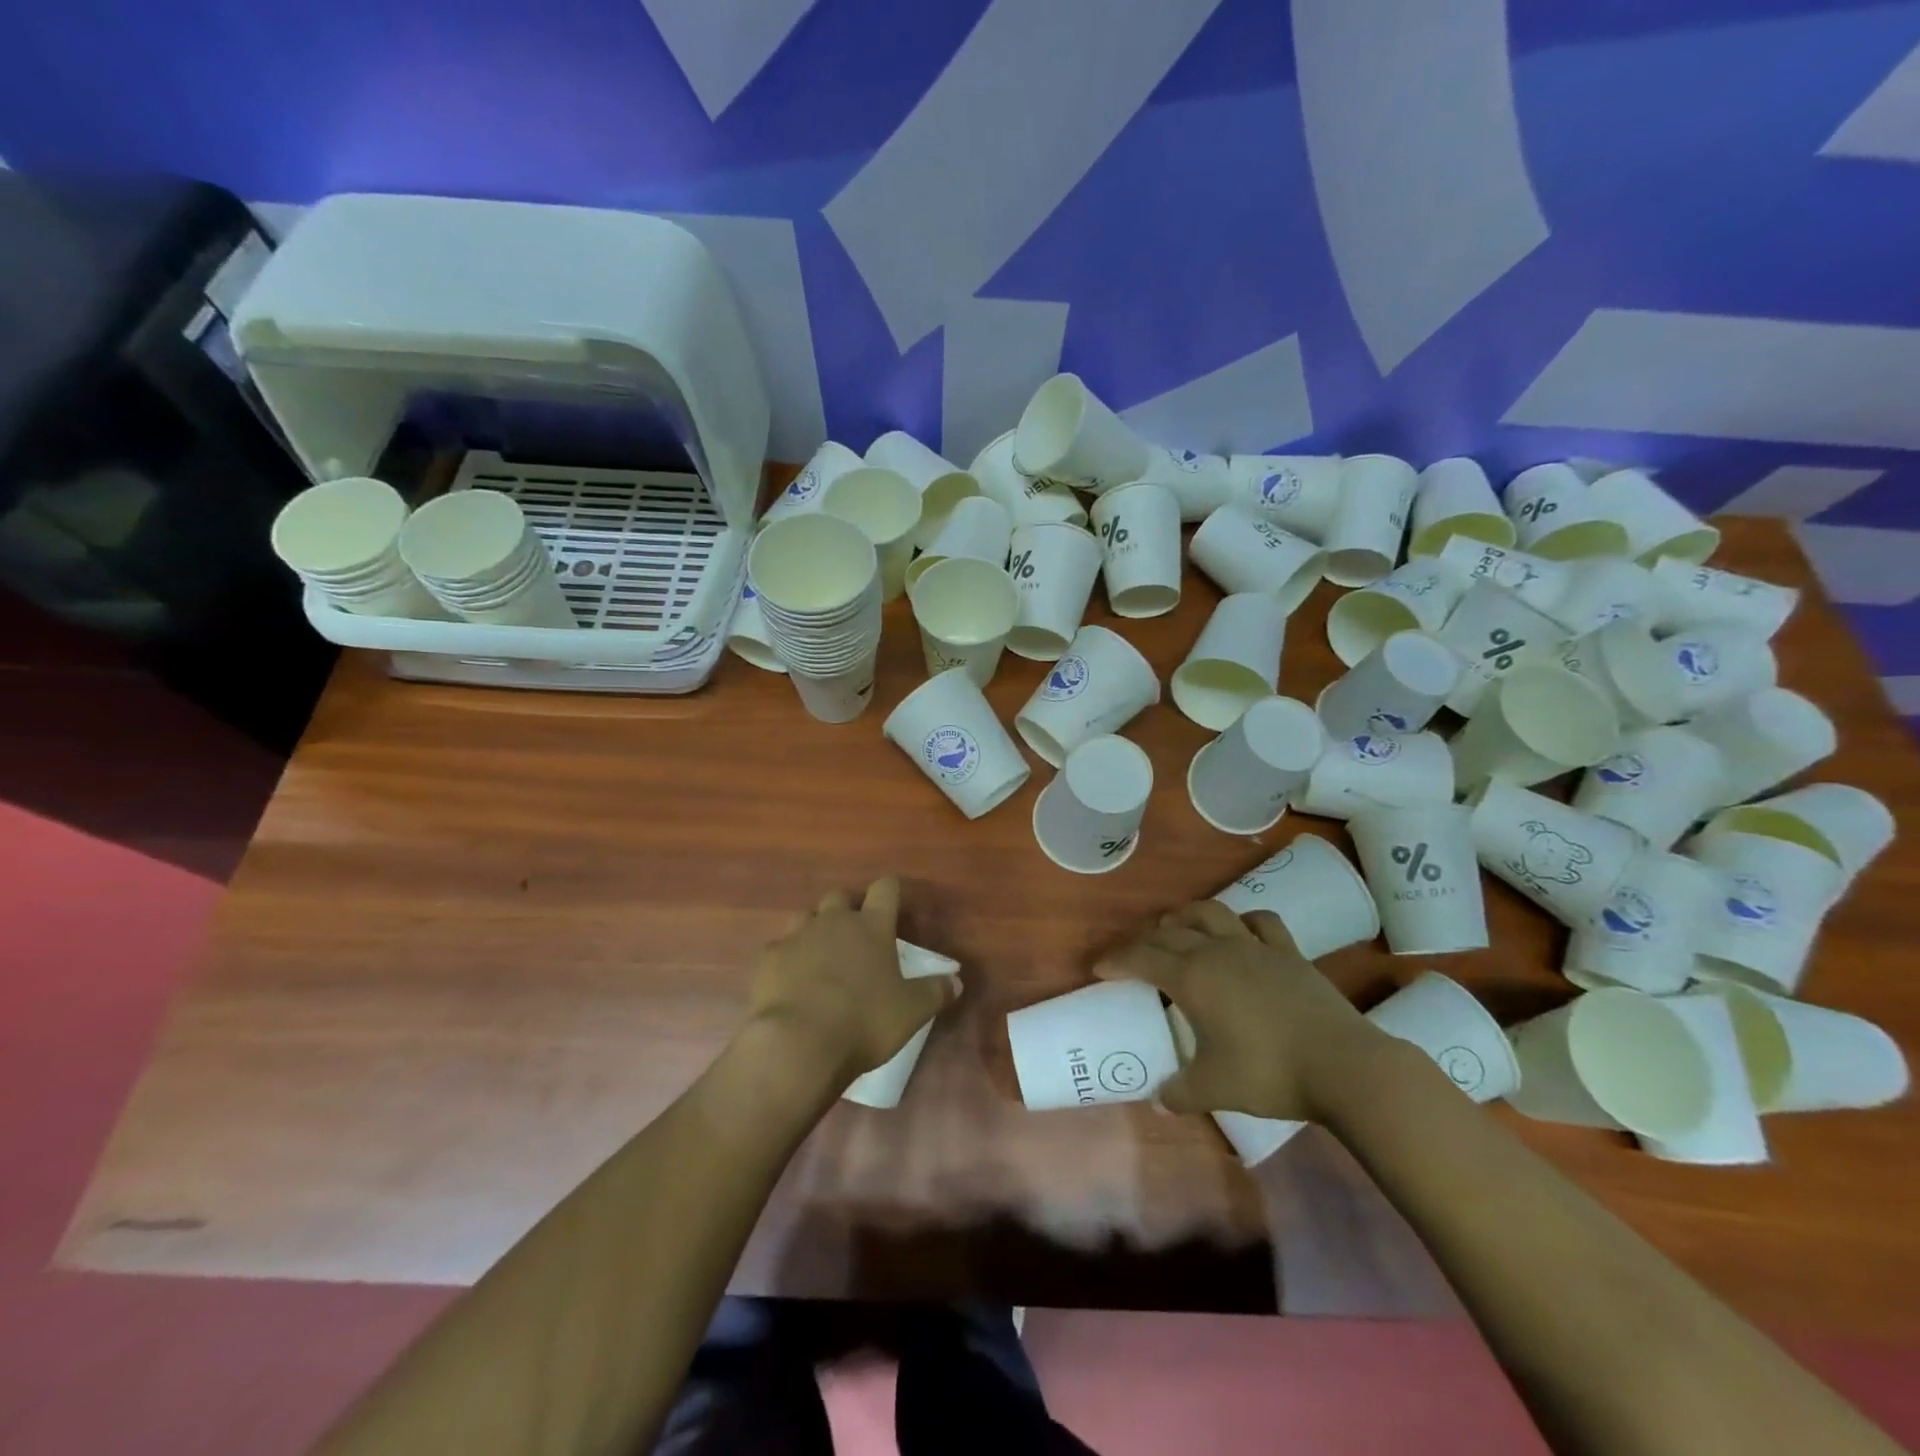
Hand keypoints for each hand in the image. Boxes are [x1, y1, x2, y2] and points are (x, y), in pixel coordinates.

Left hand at [745, 878, 959, 1089]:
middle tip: (856, 936)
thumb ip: (935, 992)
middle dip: (848, 909)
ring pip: (806, 916)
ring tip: (822, 955)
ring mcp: (797, 936)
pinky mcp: (768, 959)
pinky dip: (788, 958)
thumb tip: (957, 981)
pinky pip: (779, 948)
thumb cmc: (865, 1021)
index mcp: (872, 926)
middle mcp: (834, 921)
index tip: (894, 901)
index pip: (885, 889)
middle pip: (840, 896)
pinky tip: (791, 980)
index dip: (891, 891)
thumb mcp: (912, 1011)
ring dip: (815, 929)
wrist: (799, 1043)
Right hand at [1094, 900, 1384, 1119]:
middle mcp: (1217, 951)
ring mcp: (1255, 947)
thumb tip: (1161, 1098)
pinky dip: (1242, 921)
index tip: (1099, 967)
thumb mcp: (1214, 1089)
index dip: (1116, 960)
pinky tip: (1240, 932)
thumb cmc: (1269, 1072)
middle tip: (1134, 956)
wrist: (1343, 1065)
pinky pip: (1260, 922)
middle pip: (1170, 932)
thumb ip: (1180, 1092)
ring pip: (1211, 913)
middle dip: (1145, 940)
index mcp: (1192, 977)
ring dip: (1186, 917)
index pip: (1141, 958)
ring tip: (1176, 928)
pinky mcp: (1289, 952)